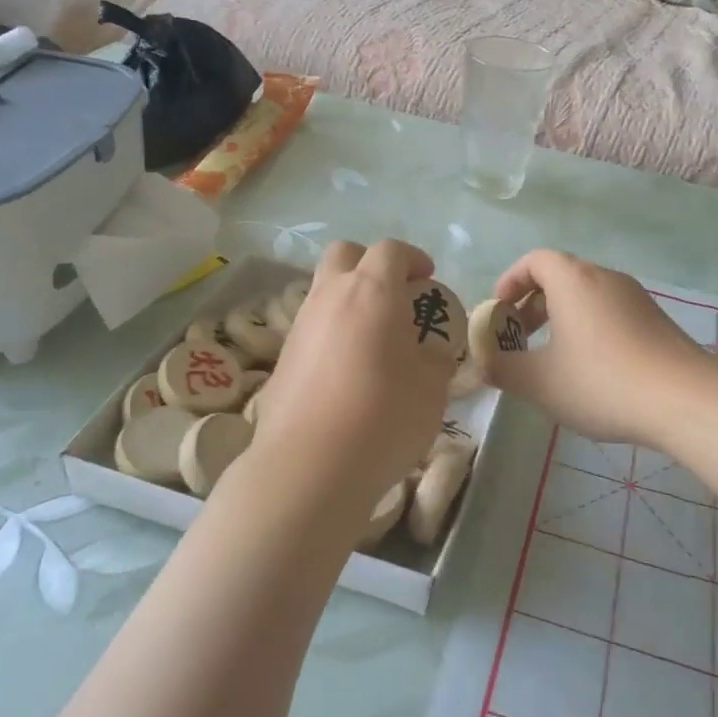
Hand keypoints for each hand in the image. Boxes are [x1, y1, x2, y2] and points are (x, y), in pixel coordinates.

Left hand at [250, 239, 455, 520]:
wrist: (310, 466)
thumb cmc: (383, 417)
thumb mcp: (431, 389)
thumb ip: (435, 359)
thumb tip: (430, 352)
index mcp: (372, 291)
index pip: (390, 250)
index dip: (413, 258)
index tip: (427, 280)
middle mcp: (331, 296)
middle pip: (345, 254)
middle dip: (371, 264)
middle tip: (394, 296)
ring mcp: (300, 325)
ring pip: (323, 289)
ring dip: (349, 298)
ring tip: (373, 337)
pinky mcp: (282, 357)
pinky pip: (311, 326)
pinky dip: (331, 331)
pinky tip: (347, 369)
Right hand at [489, 250, 714, 449]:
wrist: (686, 399)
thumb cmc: (602, 381)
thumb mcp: (540, 382)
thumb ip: (504, 369)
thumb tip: (483, 364)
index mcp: (573, 280)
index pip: (534, 260)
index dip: (510, 281)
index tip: (498, 312)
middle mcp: (605, 278)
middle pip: (561, 276)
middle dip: (533, 304)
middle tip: (519, 338)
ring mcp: (636, 297)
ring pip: (587, 296)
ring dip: (562, 318)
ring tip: (553, 358)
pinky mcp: (657, 320)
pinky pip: (611, 312)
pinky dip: (590, 328)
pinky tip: (592, 370)